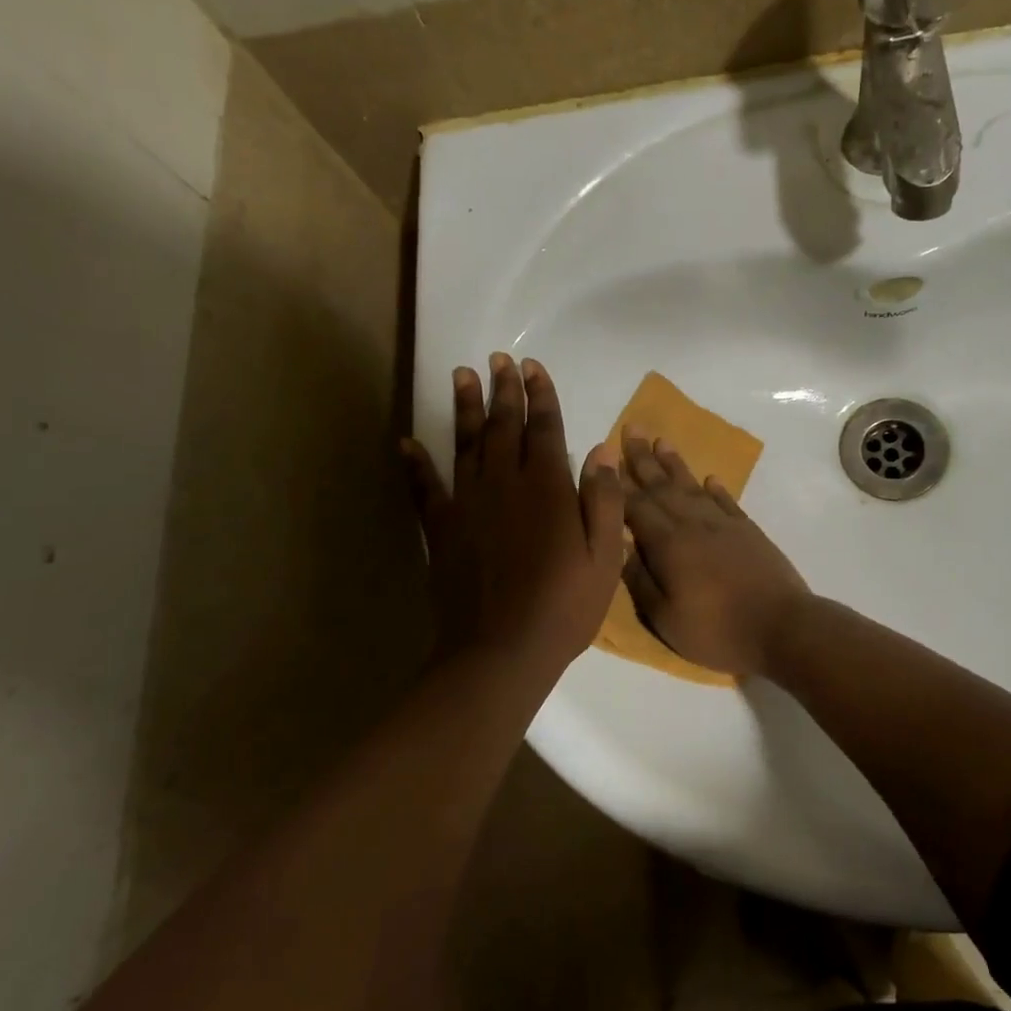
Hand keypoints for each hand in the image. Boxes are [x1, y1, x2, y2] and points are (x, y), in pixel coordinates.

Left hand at [404, 355, 623, 678]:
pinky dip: (414, 464)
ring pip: (465, 444)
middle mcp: (505, 484)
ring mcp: (467, 504)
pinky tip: (406, 443)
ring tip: (462, 374)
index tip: (533, 367)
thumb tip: (601, 450)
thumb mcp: (605, 557)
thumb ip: (603, 500)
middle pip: (503, 426)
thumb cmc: (564, 606)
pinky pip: (424, 488)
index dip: (540, 396)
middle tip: (499, 359)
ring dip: (464, 408)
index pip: (545, 428)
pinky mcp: (440, 529)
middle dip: (504, 390)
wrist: (501, 651)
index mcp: (547, 488)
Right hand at [618, 429, 810, 677]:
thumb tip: (623, 550)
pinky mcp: (748, 532)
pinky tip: (709, 478)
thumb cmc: (717, 630)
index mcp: (668, 545)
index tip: (605, 456)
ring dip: (675, 464)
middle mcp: (693, 524)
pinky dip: (716, 489)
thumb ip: (640, 582)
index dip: (618, 483)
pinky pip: (727, 502)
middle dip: (643, 459)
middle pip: (662, 487)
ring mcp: (724, 525)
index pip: (635, 507)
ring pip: (692, 487)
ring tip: (661, 441)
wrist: (782, 627)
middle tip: (631, 428)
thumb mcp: (666, 619)